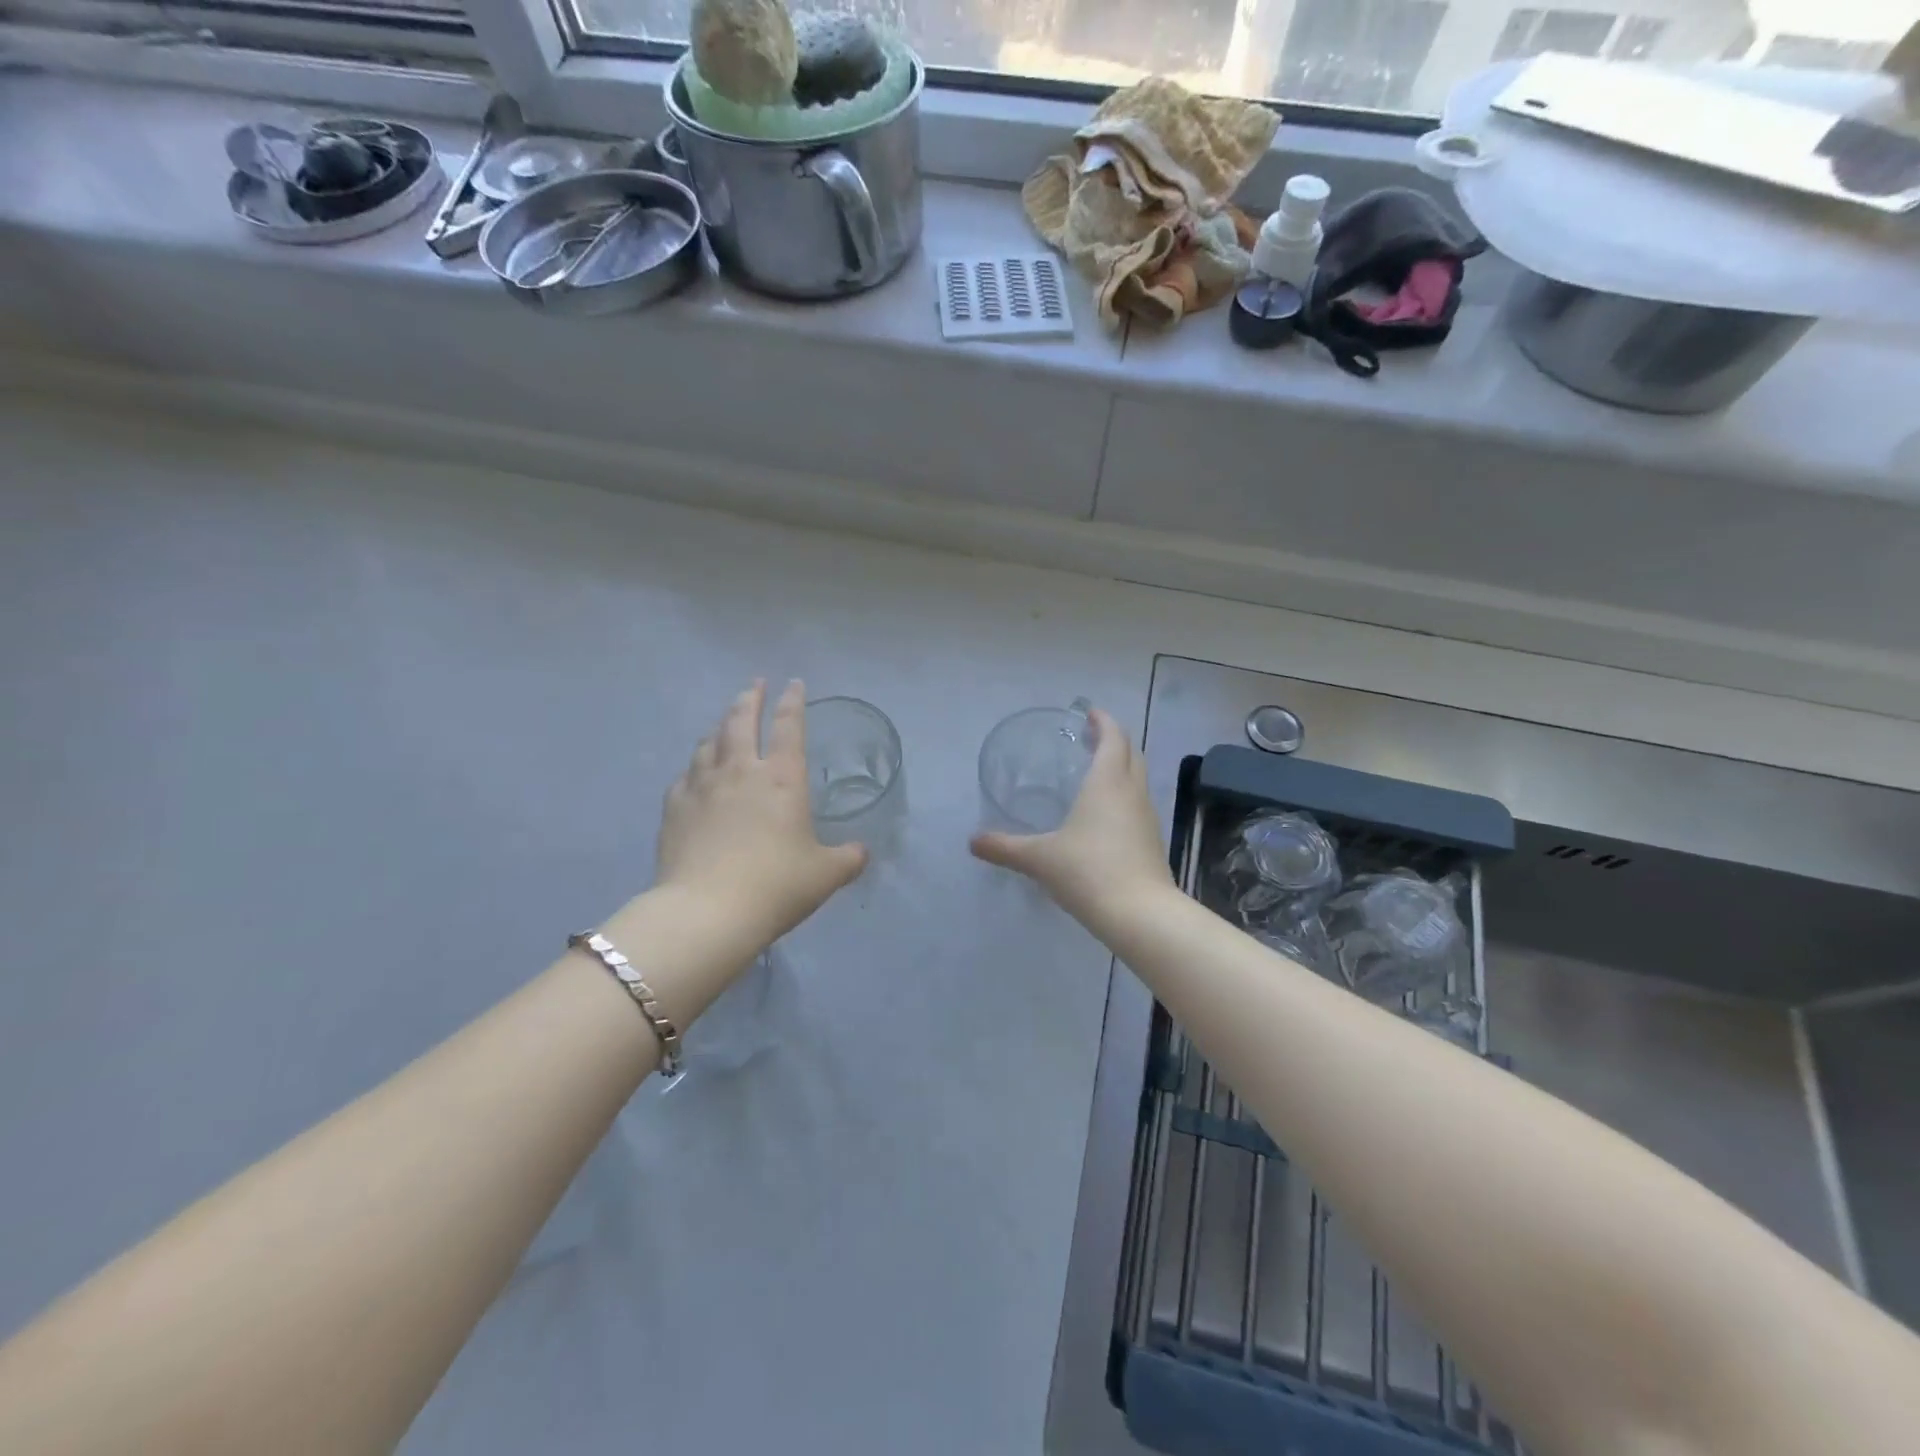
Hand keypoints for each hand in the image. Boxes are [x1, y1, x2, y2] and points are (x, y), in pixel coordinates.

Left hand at [656, 679, 867, 949]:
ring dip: (719, 727)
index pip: (789, 727)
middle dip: (750, 698)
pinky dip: (694, 768)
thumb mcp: (826, 874)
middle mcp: (740, 771)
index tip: (794, 683)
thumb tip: (862, 852)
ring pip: (709, 743)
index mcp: (782, 778)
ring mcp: (702, 787)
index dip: (793, 702)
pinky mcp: (674, 808)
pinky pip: (684, 776)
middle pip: (741, 721)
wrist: (708, 912)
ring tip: (724, 724)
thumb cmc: (776, 886)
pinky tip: (694, 775)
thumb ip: (848, 858)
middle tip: (755, 685)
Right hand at [969, 706, 1170, 927]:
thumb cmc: (1088, 872)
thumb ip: (1004, 847)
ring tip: (1095, 772)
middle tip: (1090, 738)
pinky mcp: (1151, 841)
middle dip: (1113, 740)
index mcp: (1107, 782)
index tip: (1089, 712)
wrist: (1140, 915)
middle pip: (1130, 753)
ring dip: (1121, 767)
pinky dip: (1123, 795)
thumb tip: (972, 842)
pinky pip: (1137, 804)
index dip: (1102, 721)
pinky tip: (1104, 815)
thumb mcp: (1039, 858)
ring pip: (1137, 779)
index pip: (1112, 737)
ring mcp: (1146, 817)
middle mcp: (1131, 792)